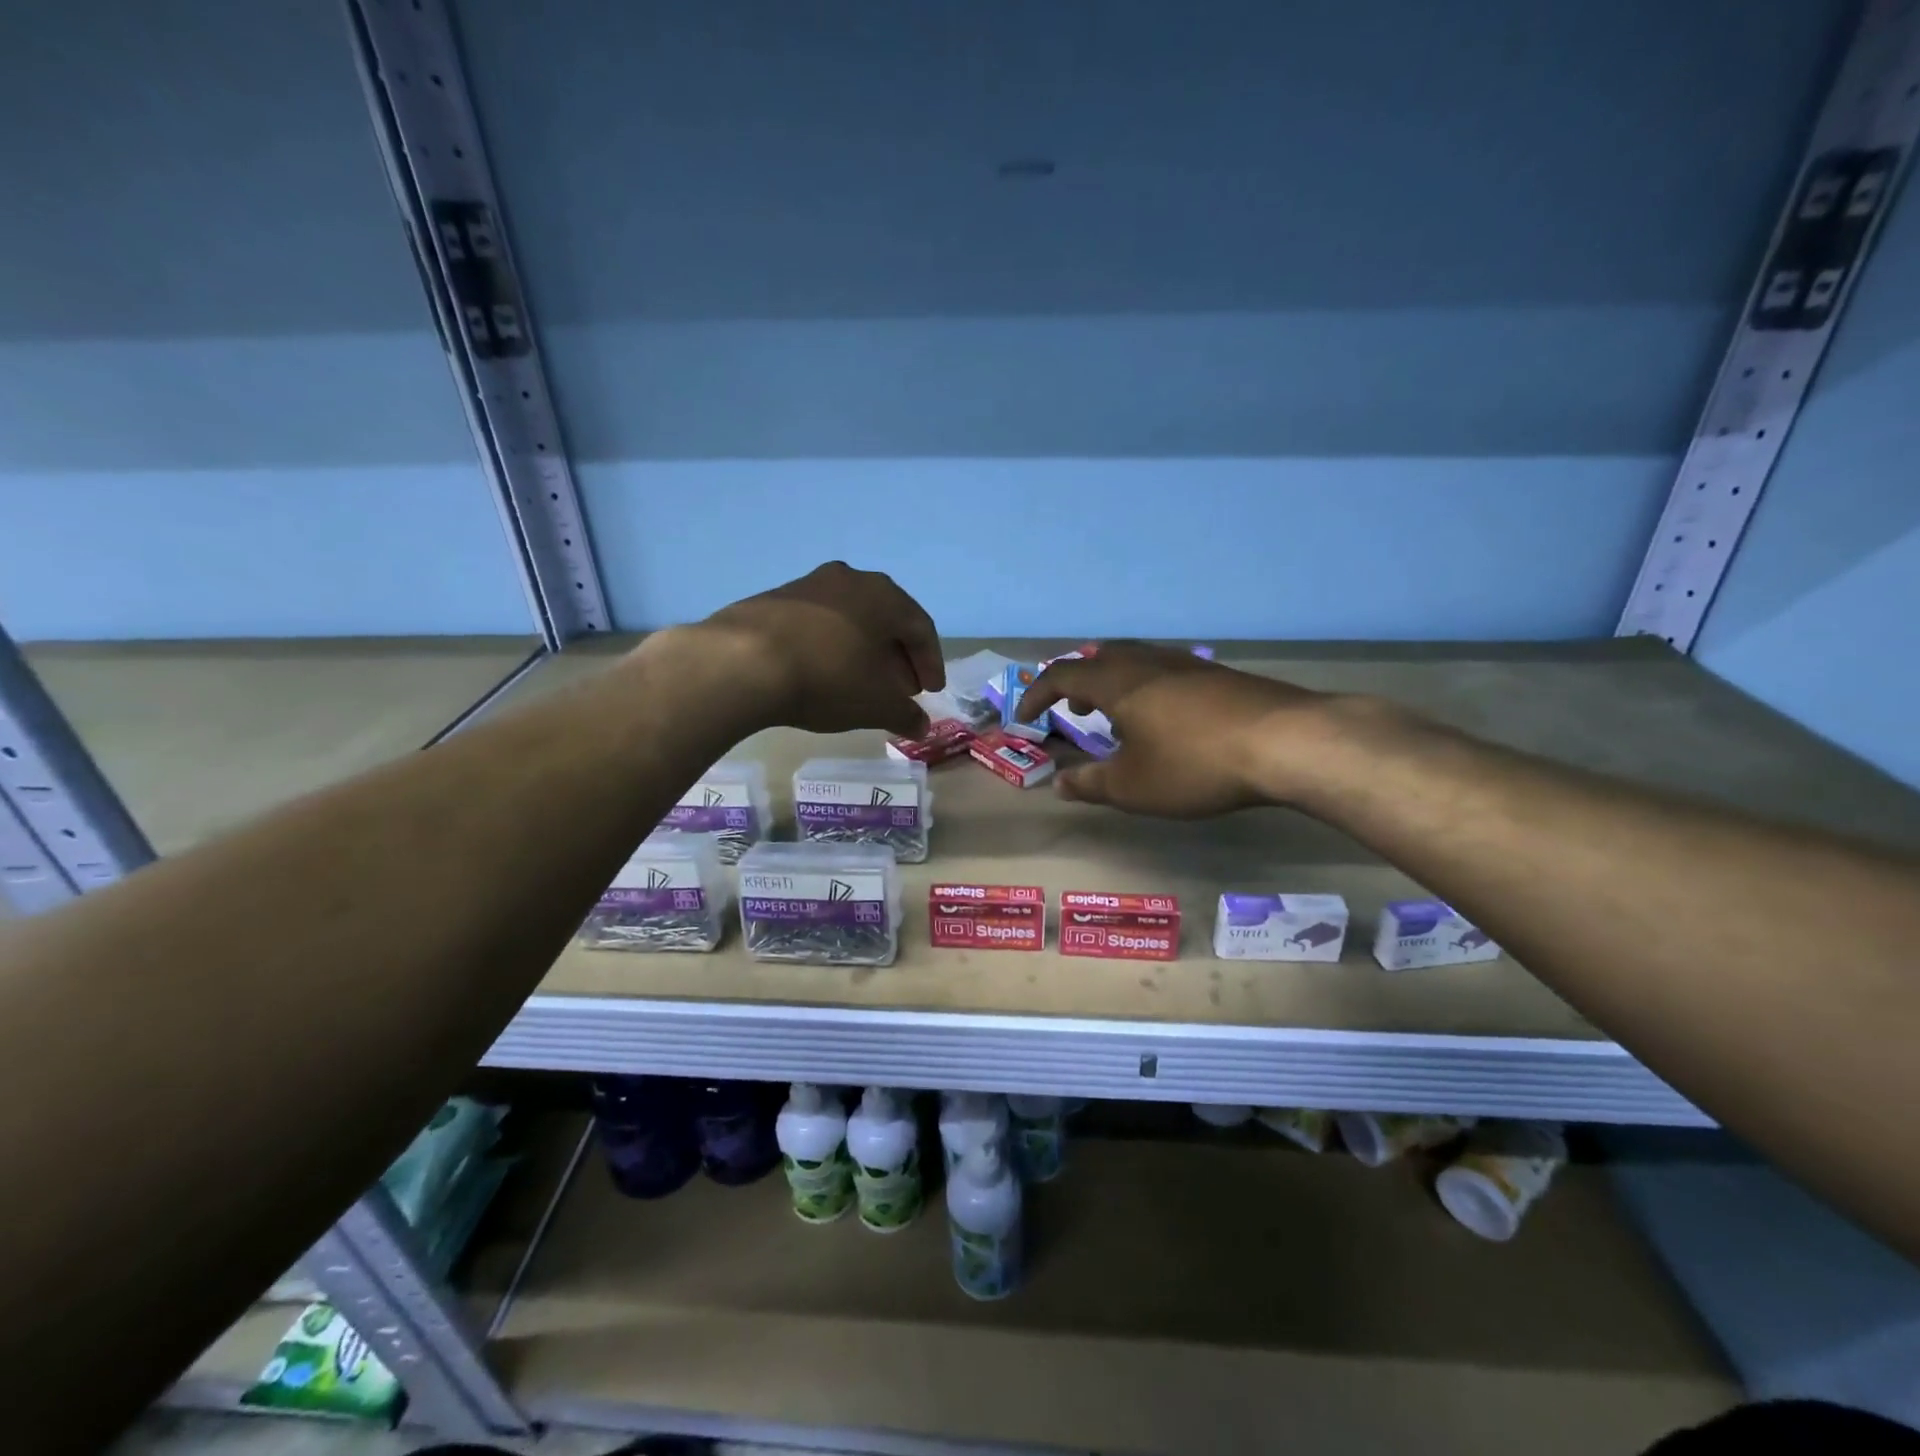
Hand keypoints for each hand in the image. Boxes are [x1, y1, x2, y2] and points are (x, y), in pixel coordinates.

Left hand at [703, 562, 943, 737]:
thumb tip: (921, 726)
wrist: (743, 662)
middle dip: (897, 657)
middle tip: (900, 689)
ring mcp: (808, 585)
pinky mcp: (774, 599)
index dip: (930, 663)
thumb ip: (905, 714)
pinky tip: (823, 672)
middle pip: (886, 620)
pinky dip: (831, 647)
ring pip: (850, 619)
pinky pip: (817, 624)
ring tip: (861, 683)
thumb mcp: (876, 705)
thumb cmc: (829, 678)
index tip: (930, 691)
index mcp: (884, 596)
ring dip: (863, 650)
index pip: (921, 628)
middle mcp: (850, 580)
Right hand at [1018, 642, 1335, 816]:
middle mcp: (1148, 662)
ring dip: (1114, 686)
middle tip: (1073, 712)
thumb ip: (1090, 784)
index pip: (1061, 676)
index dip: (1036, 695)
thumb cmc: (1194, 764)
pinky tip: (1167, 722)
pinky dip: (1147, 690)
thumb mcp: (1132, 786)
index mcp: (1117, 682)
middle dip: (1078, 683)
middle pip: (1100, 658)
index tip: (1024, 719)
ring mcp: (1187, 664)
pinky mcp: (1219, 675)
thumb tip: (1058, 784)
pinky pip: (1166, 672)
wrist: (1286, 742)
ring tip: (1117, 719)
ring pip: (1136, 662)